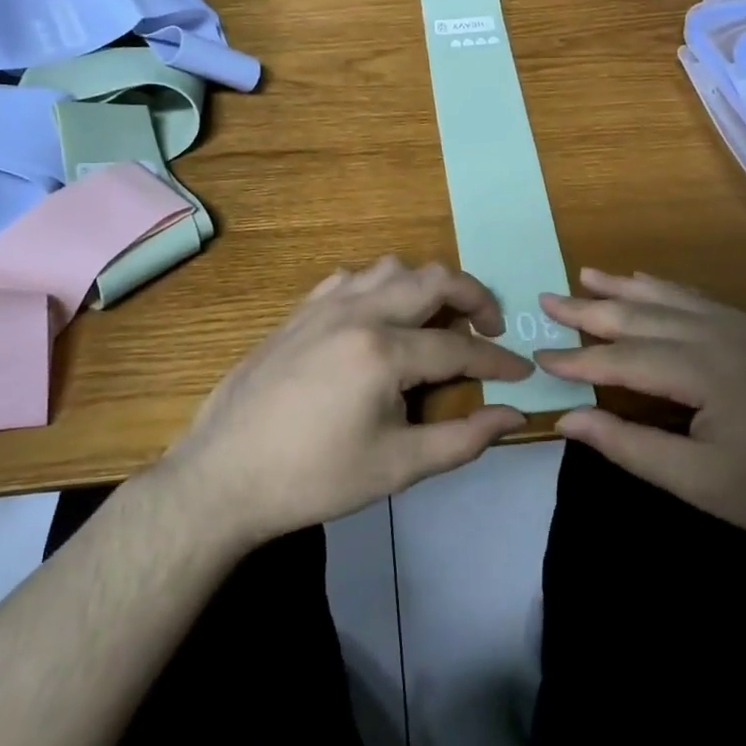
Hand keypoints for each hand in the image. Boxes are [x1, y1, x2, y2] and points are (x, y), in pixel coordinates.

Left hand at [166, 257, 533, 547]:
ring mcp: (323, 306)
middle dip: (474, 297)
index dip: (498, 361)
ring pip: (391, 268)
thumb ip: (463, 439)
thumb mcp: (397, 467)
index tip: (521, 373)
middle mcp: (358, 313)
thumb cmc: (314, 478)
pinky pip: (351, 278)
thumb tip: (513, 416)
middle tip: (489, 328)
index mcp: (383, 352)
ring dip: (425, 286)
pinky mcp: (299, 312)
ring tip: (436, 320)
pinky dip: (380, 287)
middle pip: (433, 280)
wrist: (224, 477)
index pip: (460, 348)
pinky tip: (378, 318)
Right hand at [536, 268, 745, 567]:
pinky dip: (668, 291)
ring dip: (626, 290)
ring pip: (673, 300)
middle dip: (591, 310)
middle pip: (643, 317)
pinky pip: (703, 301)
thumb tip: (568, 419)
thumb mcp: (699, 483)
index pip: (623, 358)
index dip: (578, 359)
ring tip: (588, 275)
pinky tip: (651, 285)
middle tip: (547, 299)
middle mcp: (722, 335)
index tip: (537, 355)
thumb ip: (629, 445)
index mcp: (704, 370)